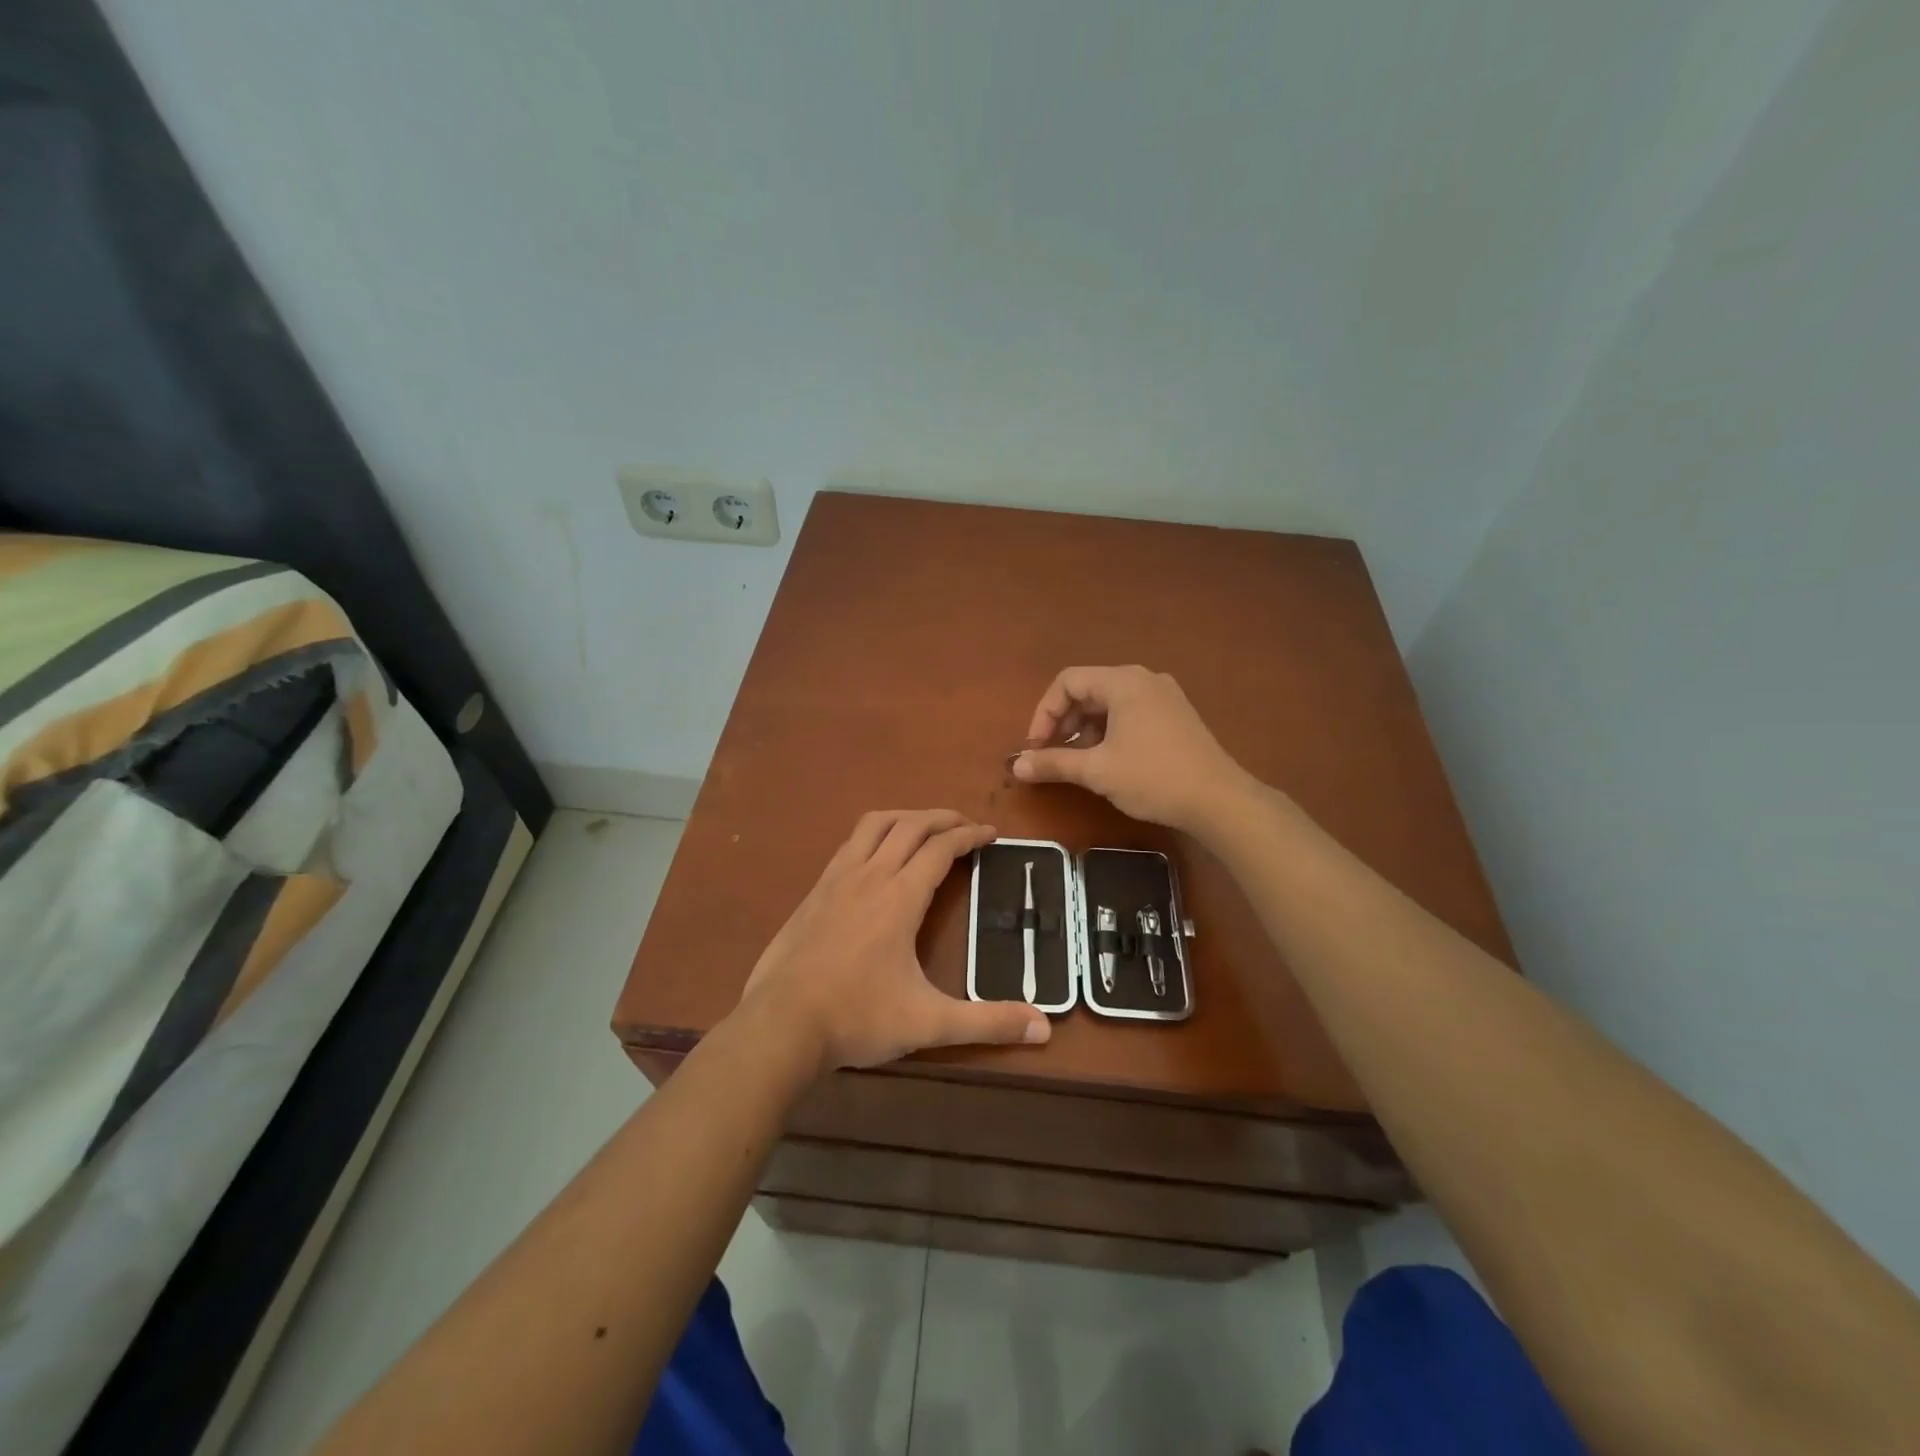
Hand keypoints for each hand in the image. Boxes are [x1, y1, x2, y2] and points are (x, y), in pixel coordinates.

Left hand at [740, 809, 1050, 1071]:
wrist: (781, 1024)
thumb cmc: (857, 1017)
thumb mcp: (928, 1023)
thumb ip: (987, 1022)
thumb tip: (1043, 1027)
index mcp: (900, 897)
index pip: (941, 848)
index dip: (969, 836)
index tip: (991, 833)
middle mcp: (870, 875)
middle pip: (910, 826)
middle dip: (942, 818)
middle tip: (965, 826)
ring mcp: (837, 879)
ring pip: (875, 825)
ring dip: (905, 817)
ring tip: (925, 827)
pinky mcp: (815, 891)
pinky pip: (850, 843)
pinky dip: (874, 835)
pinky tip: (876, 856)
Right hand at [1012, 666, 1253, 832]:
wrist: (1219, 800)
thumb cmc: (1153, 778)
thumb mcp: (1097, 771)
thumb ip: (1053, 763)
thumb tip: (1016, 765)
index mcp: (1123, 682)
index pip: (1067, 682)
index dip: (1044, 713)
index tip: (1037, 747)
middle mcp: (1144, 679)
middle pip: (1089, 689)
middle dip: (1064, 721)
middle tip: (1053, 753)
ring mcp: (1165, 696)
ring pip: (1110, 703)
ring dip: (1086, 728)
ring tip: (1080, 761)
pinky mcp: (1177, 715)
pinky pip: (1131, 712)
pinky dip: (1110, 731)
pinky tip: (1109, 760)